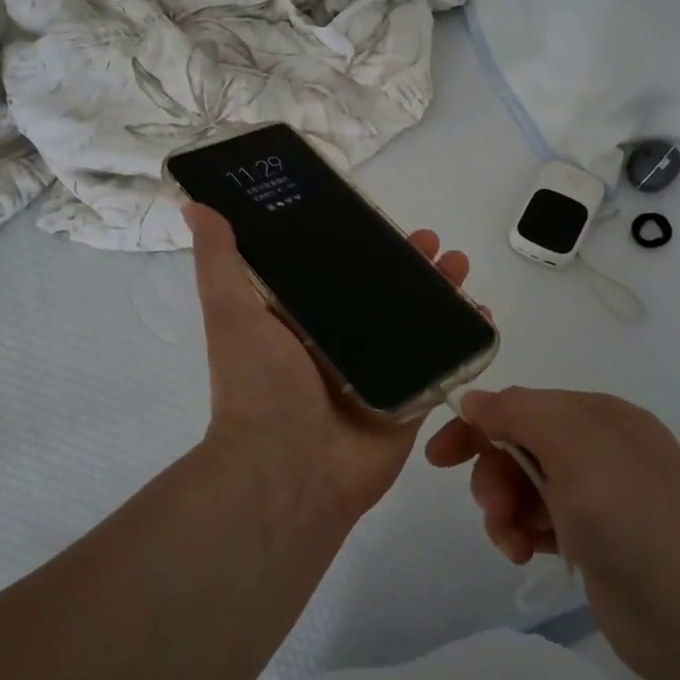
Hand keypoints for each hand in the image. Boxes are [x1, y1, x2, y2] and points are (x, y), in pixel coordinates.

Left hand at [186, 203, 472, 524]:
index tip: (386, 221)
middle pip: (386, 294)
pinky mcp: (409, 401)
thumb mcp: (232, 314)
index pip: (339, 272)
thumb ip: (221, 262)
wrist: (288, 472)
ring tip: (460, 267)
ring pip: (419, 323)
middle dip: (413, 265)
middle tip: (435, 244)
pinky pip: (443, 364)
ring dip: (443, 293)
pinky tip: (483, 315)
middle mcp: (342, 343)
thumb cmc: (259, 387)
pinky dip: (465, 340)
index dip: (365, 245)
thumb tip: (196, 207)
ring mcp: (379, 373)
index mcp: (303, 322)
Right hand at [425, 388, 679, 679]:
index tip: (438, 457)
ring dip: (504, 510)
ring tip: (509, 542)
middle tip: (493, 509)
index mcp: (600, 416)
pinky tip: (521, 554)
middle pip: (519, 447)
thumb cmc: (629, 515)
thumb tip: (474, 399)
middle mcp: (600, 449)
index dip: (477, 425)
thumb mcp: (573, 445)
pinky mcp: (594, 540)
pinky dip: (522, 533)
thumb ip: (518, 412)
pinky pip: (539, 521)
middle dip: (494, 476)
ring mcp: (599, 497)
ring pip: (525, 487)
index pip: (522, 406)